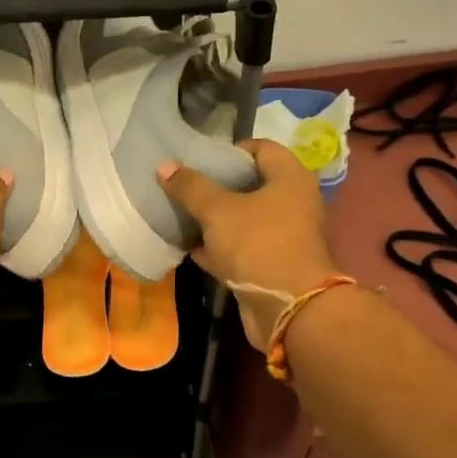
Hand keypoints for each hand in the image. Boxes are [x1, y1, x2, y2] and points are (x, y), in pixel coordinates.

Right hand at [159, 141, 341, 348]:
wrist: (288, 309)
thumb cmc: (258, 244)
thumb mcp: (218, 210)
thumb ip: (190, 187)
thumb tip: (164, 165)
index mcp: (290, 179)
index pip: (261, 148)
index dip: (230, 151)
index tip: (199, 159)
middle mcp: (292, 203)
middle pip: (250, 184)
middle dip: (216, 185)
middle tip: (184, 185)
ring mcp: (283, 236)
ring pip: (242, 219)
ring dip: (213, 218)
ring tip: (179, 213)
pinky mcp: (270, 265)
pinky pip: (239, 248)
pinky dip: (217, 246)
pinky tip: (187, 246)